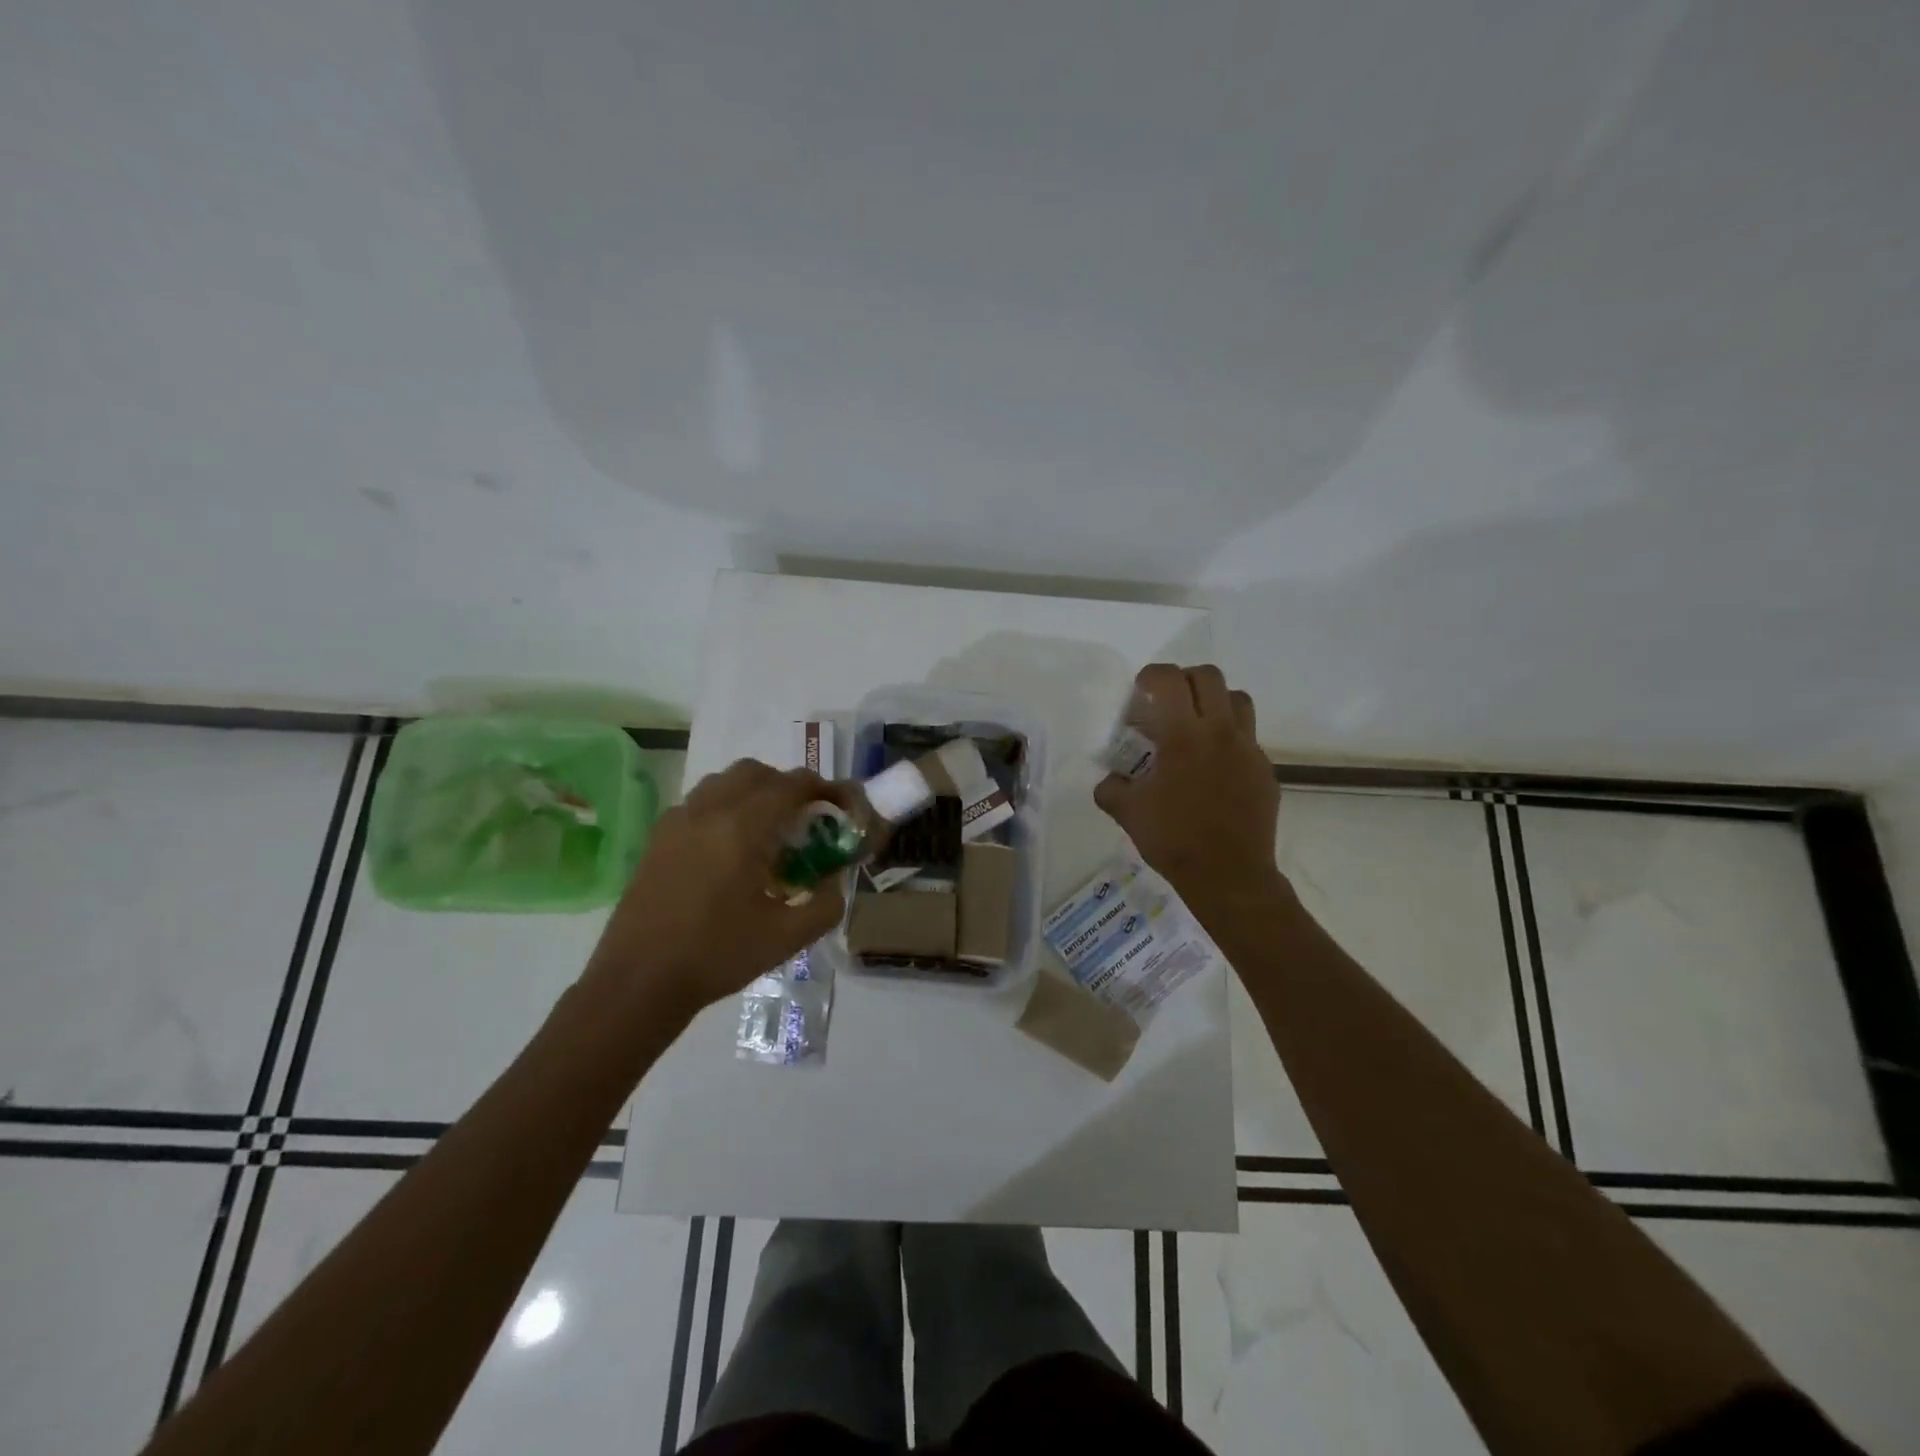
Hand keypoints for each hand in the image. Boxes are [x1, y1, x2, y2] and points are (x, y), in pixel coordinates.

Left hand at [583, 759, 855, 1023]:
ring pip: (723, 781)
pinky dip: (724, 805)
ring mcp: (678, 821)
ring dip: (753, 791)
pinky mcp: (658, 837)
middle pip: (755, 772)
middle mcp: (708, 811)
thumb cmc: (717, 956)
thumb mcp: (787, 938)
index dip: (822, 788)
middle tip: (804, 818)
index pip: (791, 785)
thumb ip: (825, 904)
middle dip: (787, 785)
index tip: (839, 806)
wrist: (639, 981)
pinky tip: (729, 845)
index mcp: (742, 829)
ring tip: (768, 828)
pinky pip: (699, 801)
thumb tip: (834, 879)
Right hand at [1093, 664, 1284, 910]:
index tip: (1140, 690)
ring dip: (1214, 702)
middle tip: (1167, 702)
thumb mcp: (1127, 813)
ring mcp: (1248, 750)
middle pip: (1209, 677)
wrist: (1229, 876)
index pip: (1169, 680)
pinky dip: (1228, 740)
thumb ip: (1112, 788)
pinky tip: (1212, 769)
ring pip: (1238, 701)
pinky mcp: (1265, 771)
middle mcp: (1221, 732)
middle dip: (1184, 680)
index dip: (1151, 675)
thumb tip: (1111, 780)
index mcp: (1184, 735)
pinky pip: (1248, 739)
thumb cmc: (1174, 840)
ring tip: (1195, 726)